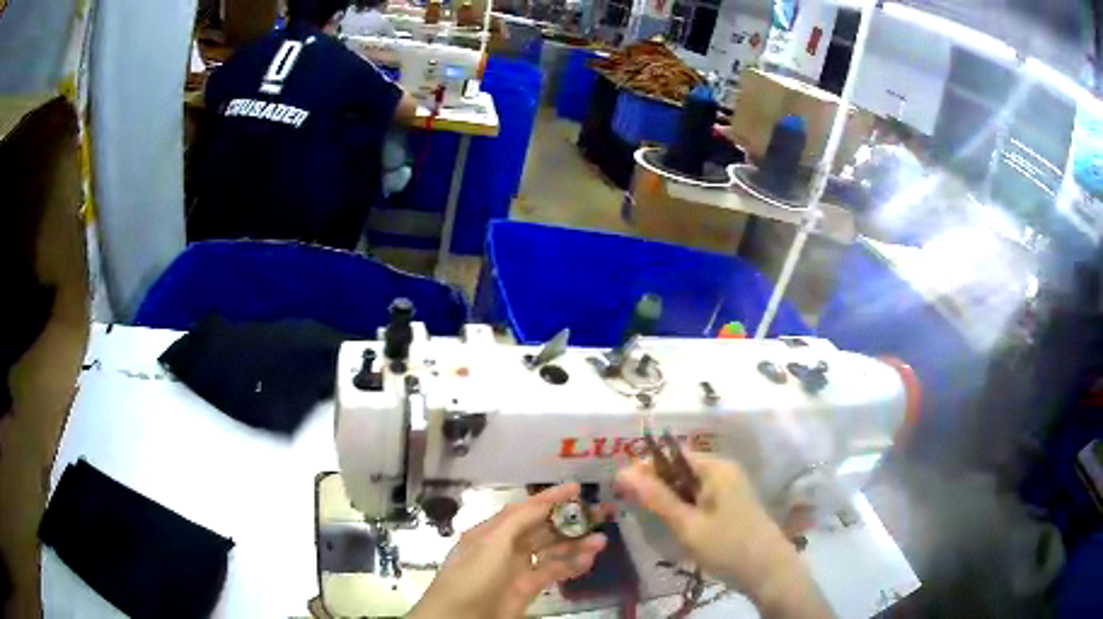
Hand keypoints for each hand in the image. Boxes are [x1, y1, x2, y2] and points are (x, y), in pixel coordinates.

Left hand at [408, 484, 607, 618]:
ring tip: (601, 540)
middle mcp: (506, 545)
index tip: (576, 488)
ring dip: (575, 544)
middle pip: (542, 528)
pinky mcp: (528, 587)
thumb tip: (544, 502)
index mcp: (493, 530)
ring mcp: (518, 567)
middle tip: (599, 514)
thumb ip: (518, 521)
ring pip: (551, 550)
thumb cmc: (473, 575)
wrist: (462, 616)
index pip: (525, 509)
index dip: (550, 498)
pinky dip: (571, 565)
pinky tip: (589, 560)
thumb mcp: (491, 543)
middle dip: (569, 520)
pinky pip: (553, 571)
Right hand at [615, 454, 831, 617]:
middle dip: (655, 485)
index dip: (645, 468)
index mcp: (716, 468)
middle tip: (631, 507)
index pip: (672, 455)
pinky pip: (700, 499)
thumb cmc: (728, 546)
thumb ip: (656, 498)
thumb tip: (623, 472)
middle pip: (681, 469)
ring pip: (689, 487)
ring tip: (649, 519)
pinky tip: (674, 526)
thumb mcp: (687, 524)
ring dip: (668, 499)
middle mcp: (725, 471)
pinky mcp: (732, 506)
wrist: (770, 572)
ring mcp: (730, 489)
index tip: (620, 488)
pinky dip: (684, 508)